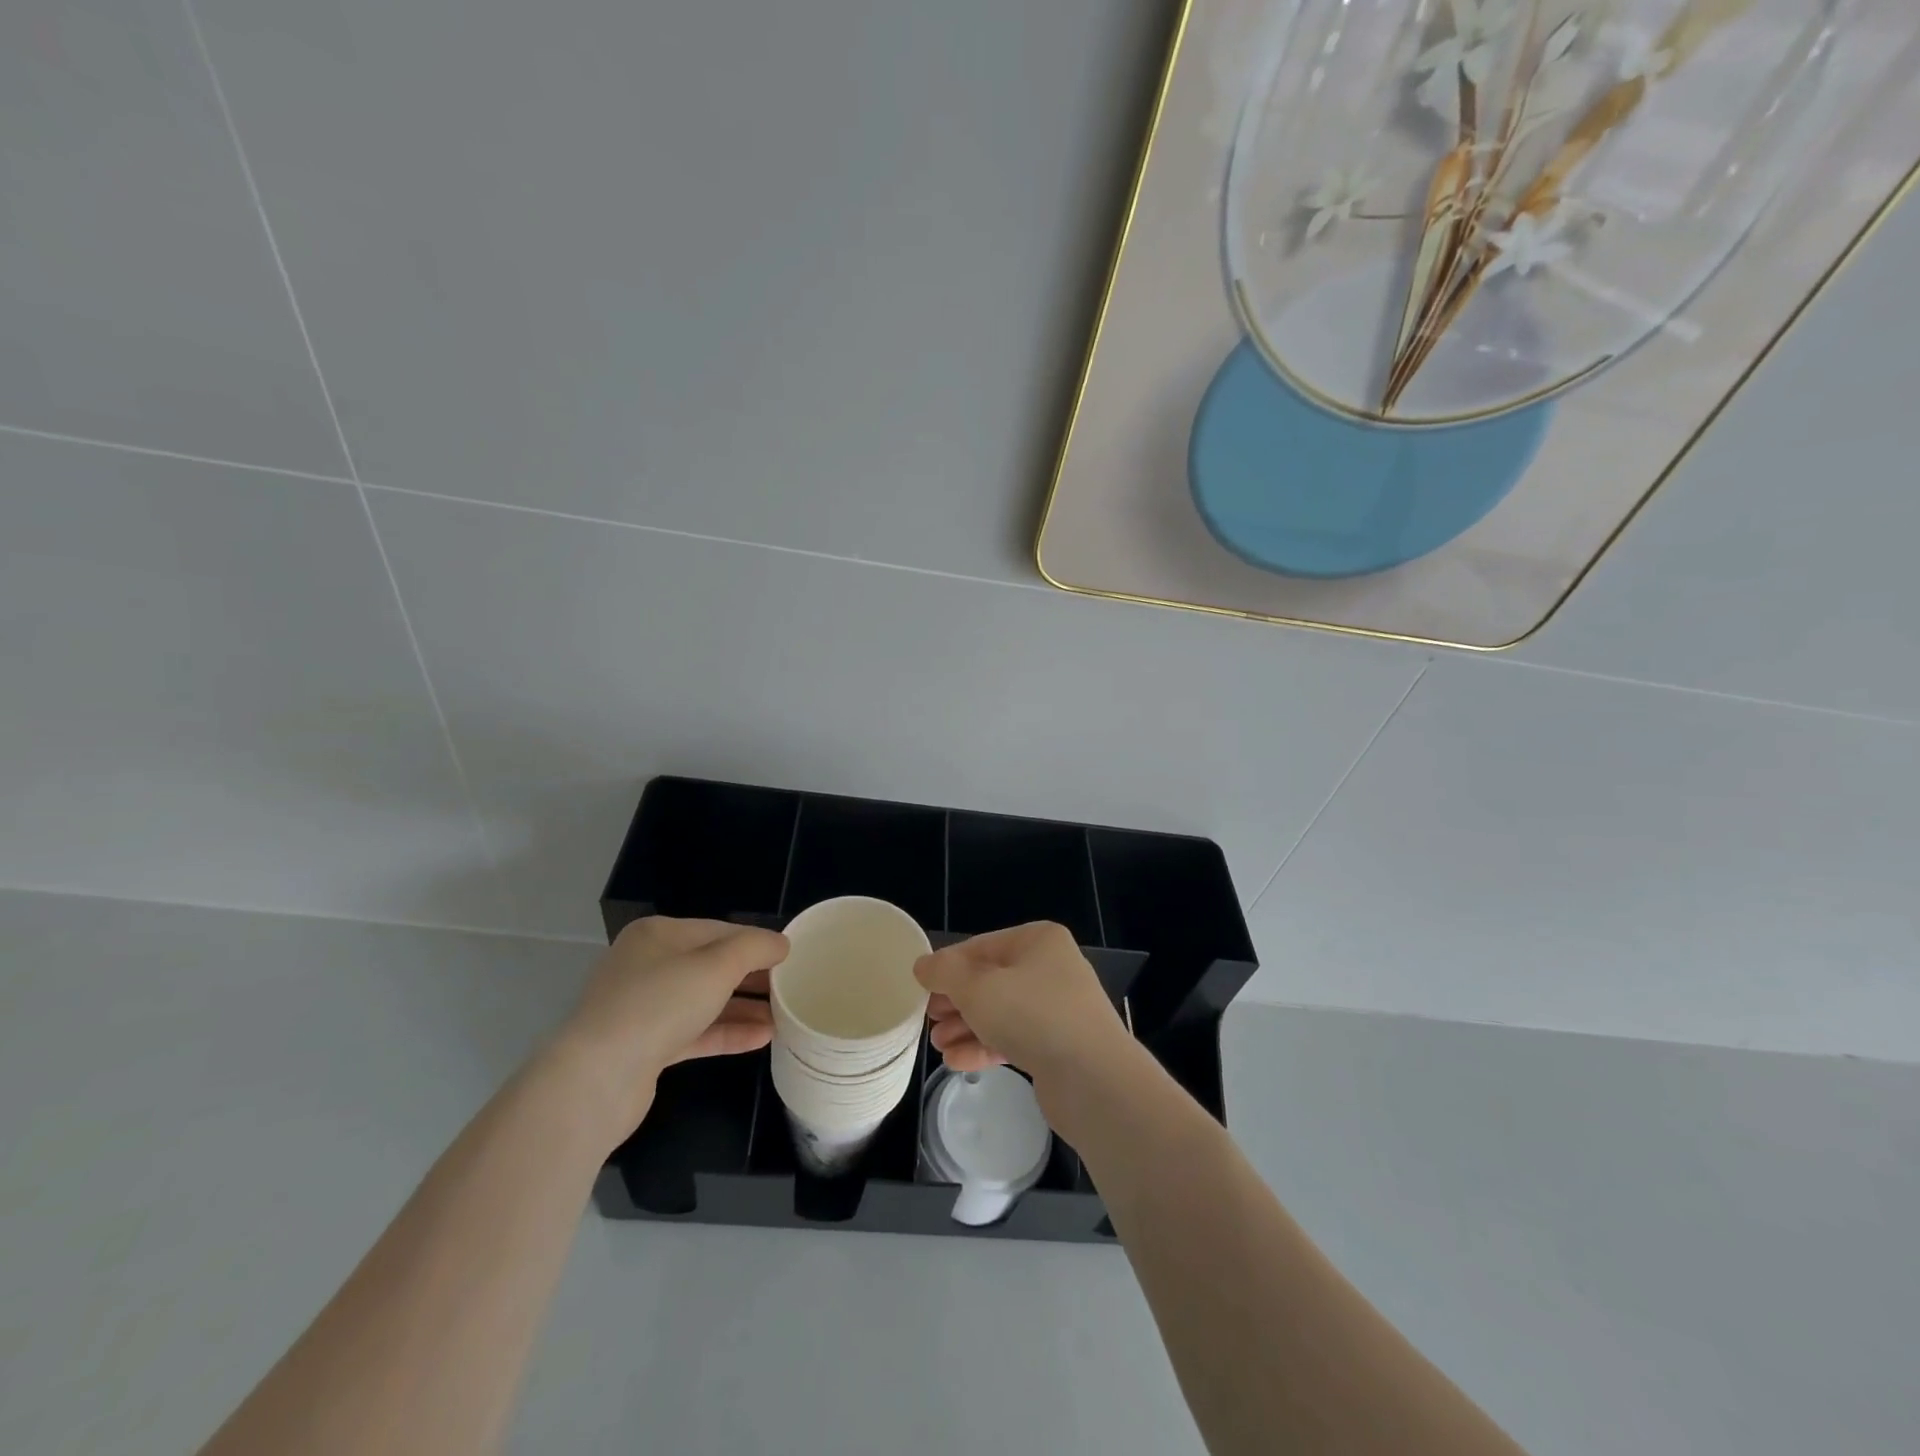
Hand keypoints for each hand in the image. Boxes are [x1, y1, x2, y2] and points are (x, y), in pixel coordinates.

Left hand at [549, 917, 787, 1136]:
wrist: (597, 1079)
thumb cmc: (659, 1004)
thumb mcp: (717, 965)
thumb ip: (755, 948)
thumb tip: (782, 944)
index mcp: (658, 935)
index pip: (719, 930)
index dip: (757, 942)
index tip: (792, 957)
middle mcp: (647, 965)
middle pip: (711, 965)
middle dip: (752, 977)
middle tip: (791, 987)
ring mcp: (643, 1008)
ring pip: (704, 1001)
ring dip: (744, 1007)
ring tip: (785, 1016)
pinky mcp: (645, 1047)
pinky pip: (695, 1032)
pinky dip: (726, 1032)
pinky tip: (762, 1038)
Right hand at [915, 923, 1129, 1089]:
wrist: (1094, 1079)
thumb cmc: (1032, 1015)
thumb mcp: (977, 987)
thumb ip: (944, 972)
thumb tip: (923, 965)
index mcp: (1037, 941)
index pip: (981, 946)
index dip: (948, 967)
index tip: (921, 989)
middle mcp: (1051, 968)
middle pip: (990, 980)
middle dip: (956, 1001)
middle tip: (928, 1019)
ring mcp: (1058, 1008)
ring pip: (1001, 1011)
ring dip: (966, 1027)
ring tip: (938, 1044)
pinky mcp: (1059, 1045)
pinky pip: (1015, 1038)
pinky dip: (986, 1046)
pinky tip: (956, 1062)